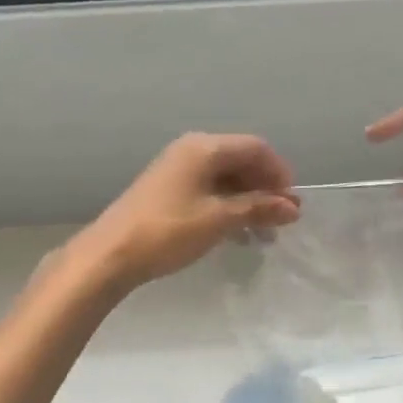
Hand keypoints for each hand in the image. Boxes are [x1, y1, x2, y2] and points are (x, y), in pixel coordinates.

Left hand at [76, 133, 300, 289]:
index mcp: (204, 148)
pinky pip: (208, 190)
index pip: (255, 148)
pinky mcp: (167, 190)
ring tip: (264, 232)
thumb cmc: (169, 231)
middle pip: (241, 160)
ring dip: (248, 200)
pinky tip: (237, 233)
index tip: (292, 204)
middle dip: (265, 188)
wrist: (110, 254)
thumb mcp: (219, 220)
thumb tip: (292, 207)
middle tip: (282, 220)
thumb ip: (258, 209)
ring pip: (225, 177)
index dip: (279, 173)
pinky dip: (228, 206)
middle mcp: (191, 151)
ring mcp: (177, 170)